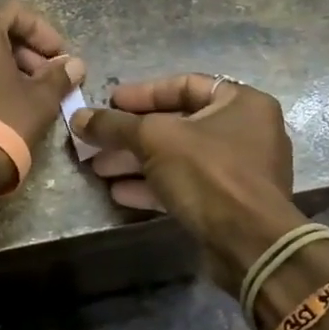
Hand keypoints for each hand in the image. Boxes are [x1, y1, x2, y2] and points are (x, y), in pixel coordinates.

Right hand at [72, 74, 296, 287]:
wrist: (249, 244)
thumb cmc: (208, 173)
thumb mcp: (154, 139)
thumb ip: (115, 125)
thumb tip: (78, 117)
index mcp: (242, 102)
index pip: (185, 84)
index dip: (143, 93)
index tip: (110, 102)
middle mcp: (246, 131)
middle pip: (178, 123)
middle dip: (132, 134)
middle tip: (97, 139)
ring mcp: (239, 170)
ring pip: (178, 157)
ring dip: (137, 161)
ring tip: (98, 167)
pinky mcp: (229, 203)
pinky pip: (186, 184)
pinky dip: (154, 185)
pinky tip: (119, 192)